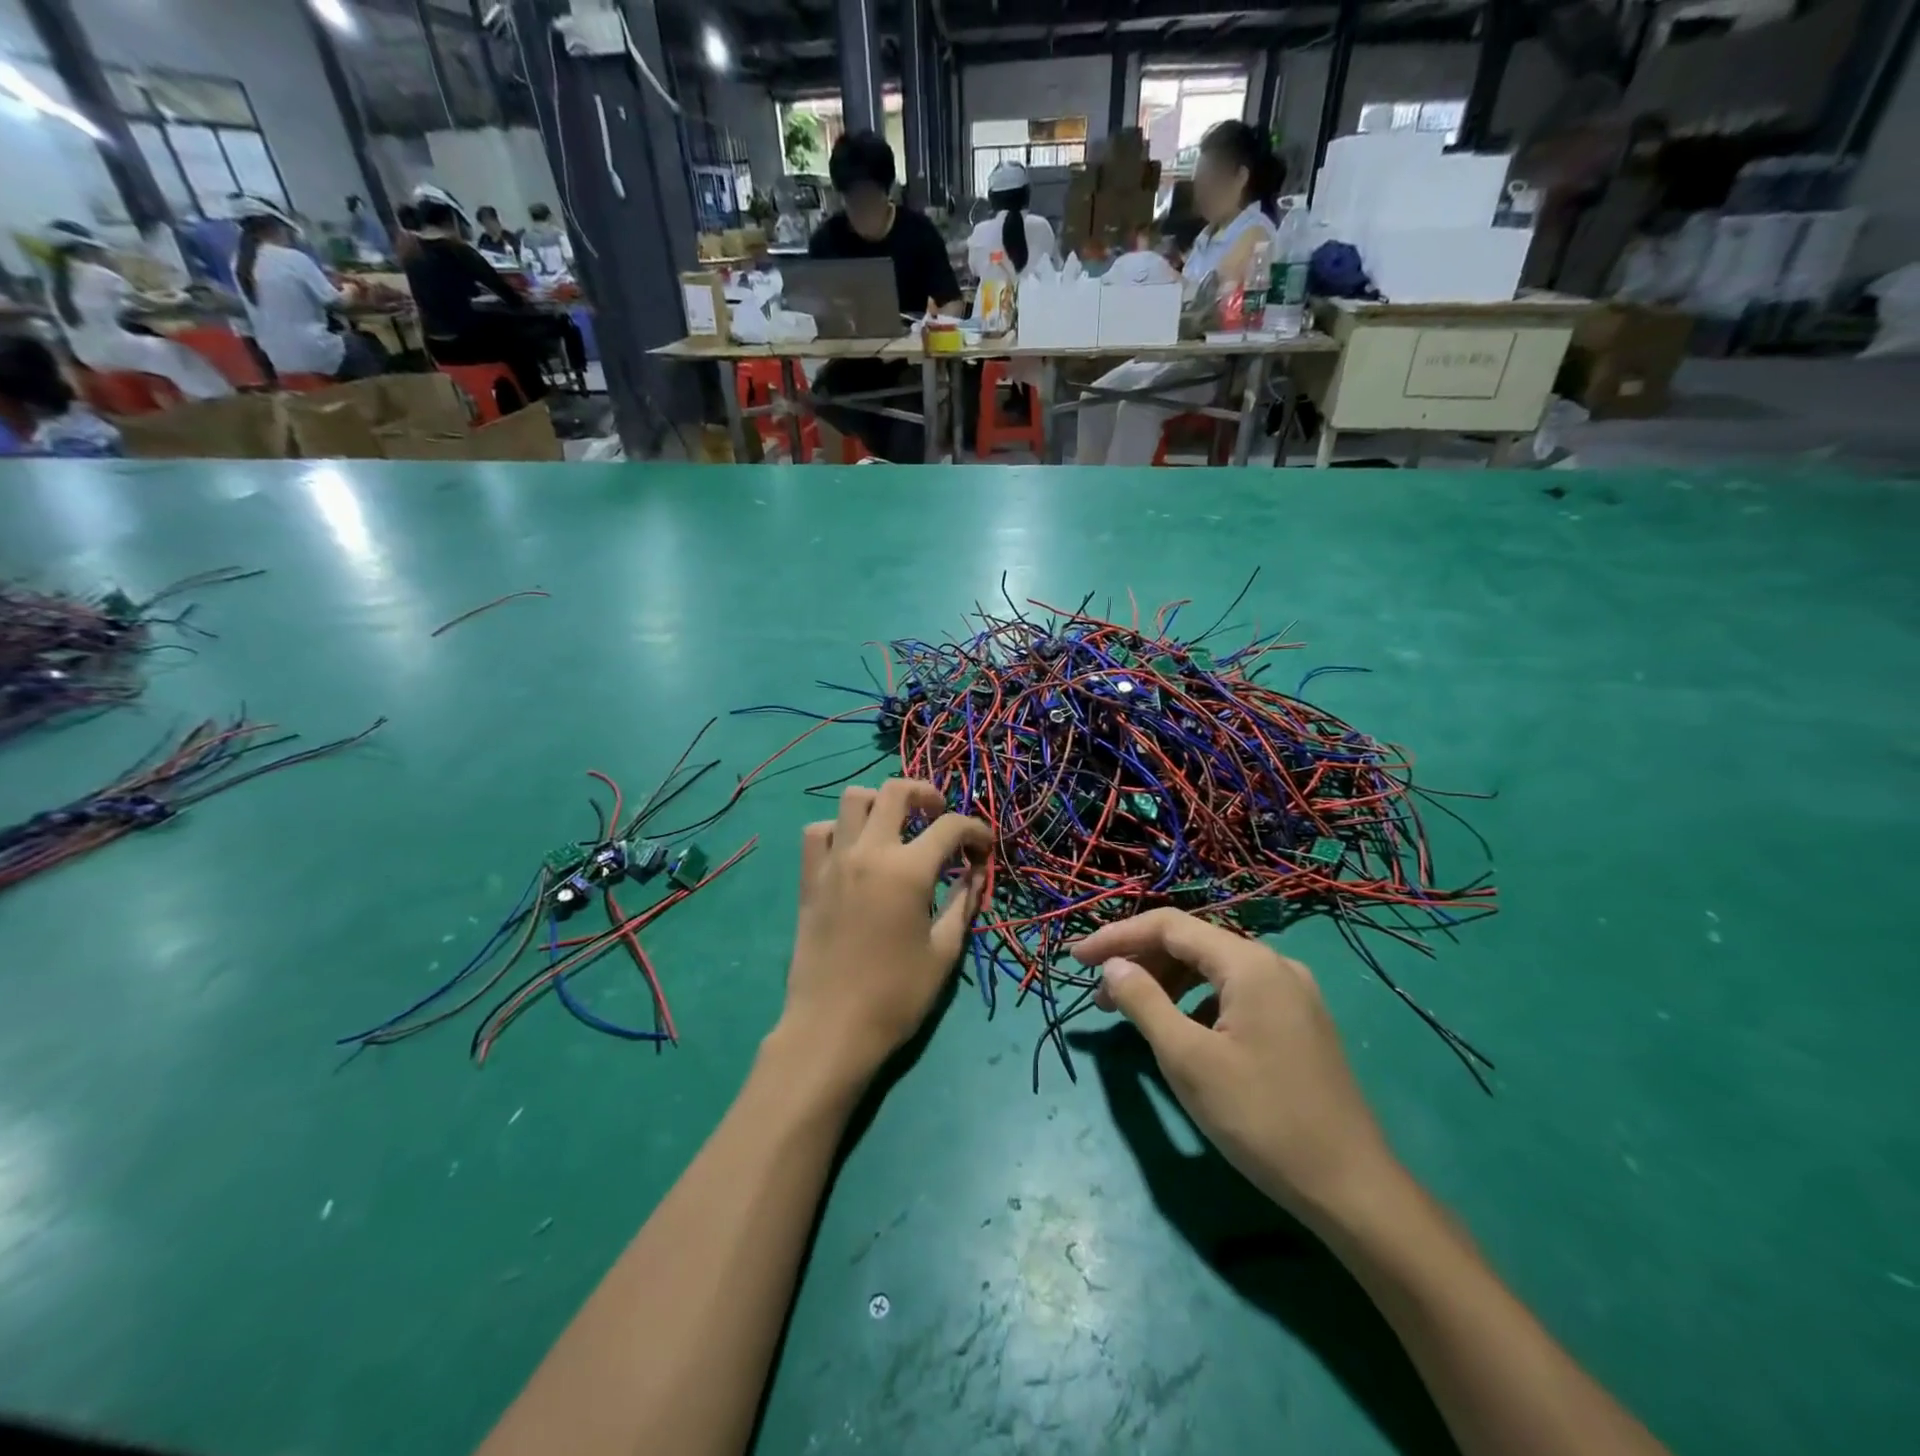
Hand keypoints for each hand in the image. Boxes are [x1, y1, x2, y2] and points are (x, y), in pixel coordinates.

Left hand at [774, 780, 987, 1091]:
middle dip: (927, 793)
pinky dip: (840, 829)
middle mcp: (869, 853)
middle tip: (940, 815)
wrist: (831, 1028)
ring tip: (897, 827)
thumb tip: (977, 872)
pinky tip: (855, 851)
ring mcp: (834, 862)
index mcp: (908, 871)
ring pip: (853, 800)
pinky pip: (819, 832)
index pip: (950, 827)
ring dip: (881, 803)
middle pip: (896, 791)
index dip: (976, 831)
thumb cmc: (896, 996)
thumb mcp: (944, 951)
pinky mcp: (810, 879)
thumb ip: (964, 903)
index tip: (984, 848)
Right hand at [1071, 909, 1398, 1228]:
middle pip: (1192, 944)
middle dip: (1140, 962)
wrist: (1351, 1188)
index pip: (1169, 926)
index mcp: (1249, 963)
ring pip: (1213, 970)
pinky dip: (1197, 1001)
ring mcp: (1292, 993)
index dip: (1117, 937)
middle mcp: (1274, 964)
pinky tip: (1182, 1030)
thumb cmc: (1260, 1118)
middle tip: (1099, 996)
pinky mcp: (1298, 1021)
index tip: (1076, 959)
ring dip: (1167, 982)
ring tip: (1131, 1012)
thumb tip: (1112, 966)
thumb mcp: (1186, 1059)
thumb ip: (1143, 1002)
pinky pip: (1235, 993)